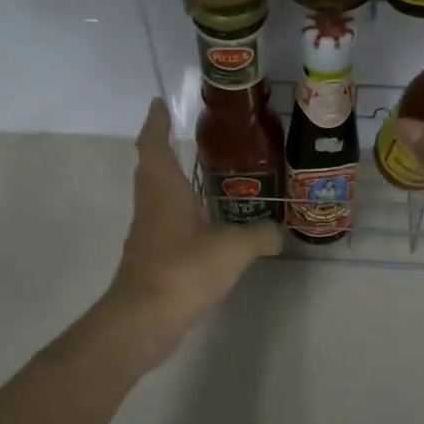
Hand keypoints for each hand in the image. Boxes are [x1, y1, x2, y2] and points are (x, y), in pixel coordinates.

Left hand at [101, 98, 281, 367]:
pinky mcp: (151, 261)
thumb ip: (260, 236)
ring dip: (173, 184)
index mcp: (164, 190)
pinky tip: (204, 228)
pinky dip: (181, 217)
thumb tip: (280, 232)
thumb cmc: (184, 269)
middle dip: (164, 149)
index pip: (154, 144)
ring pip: (158, 199)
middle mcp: (151, 206)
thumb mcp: (233, 248)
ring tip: (202, 179)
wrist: (143, 320)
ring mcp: (148, 235)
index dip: (156, 122)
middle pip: (151, 169)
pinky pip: (166, 227)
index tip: (159, 103)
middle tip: (186, 137)